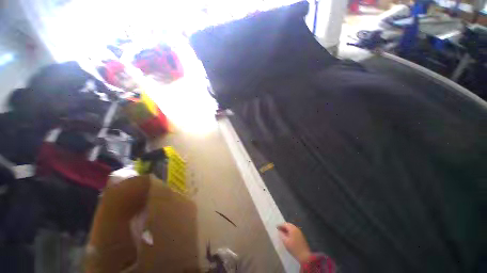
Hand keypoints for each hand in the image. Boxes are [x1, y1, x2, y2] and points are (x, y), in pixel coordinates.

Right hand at [277, 222, 311, 263]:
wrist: (305, 256)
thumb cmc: (294, 248)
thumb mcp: (286, 242)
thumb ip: (281, 235)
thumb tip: (279, 231)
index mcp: (292, 228)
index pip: (285, 224)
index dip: (280, 225)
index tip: (276, 227)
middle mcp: (296, 228)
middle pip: (288, 225)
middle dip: (283, 226)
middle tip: (279, 229)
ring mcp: (299, 232)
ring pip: (291, 228)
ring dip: (287, 229)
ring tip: (282, 233)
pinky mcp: (301, 236)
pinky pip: (294, 231)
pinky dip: (290, 232)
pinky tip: (288, 236)